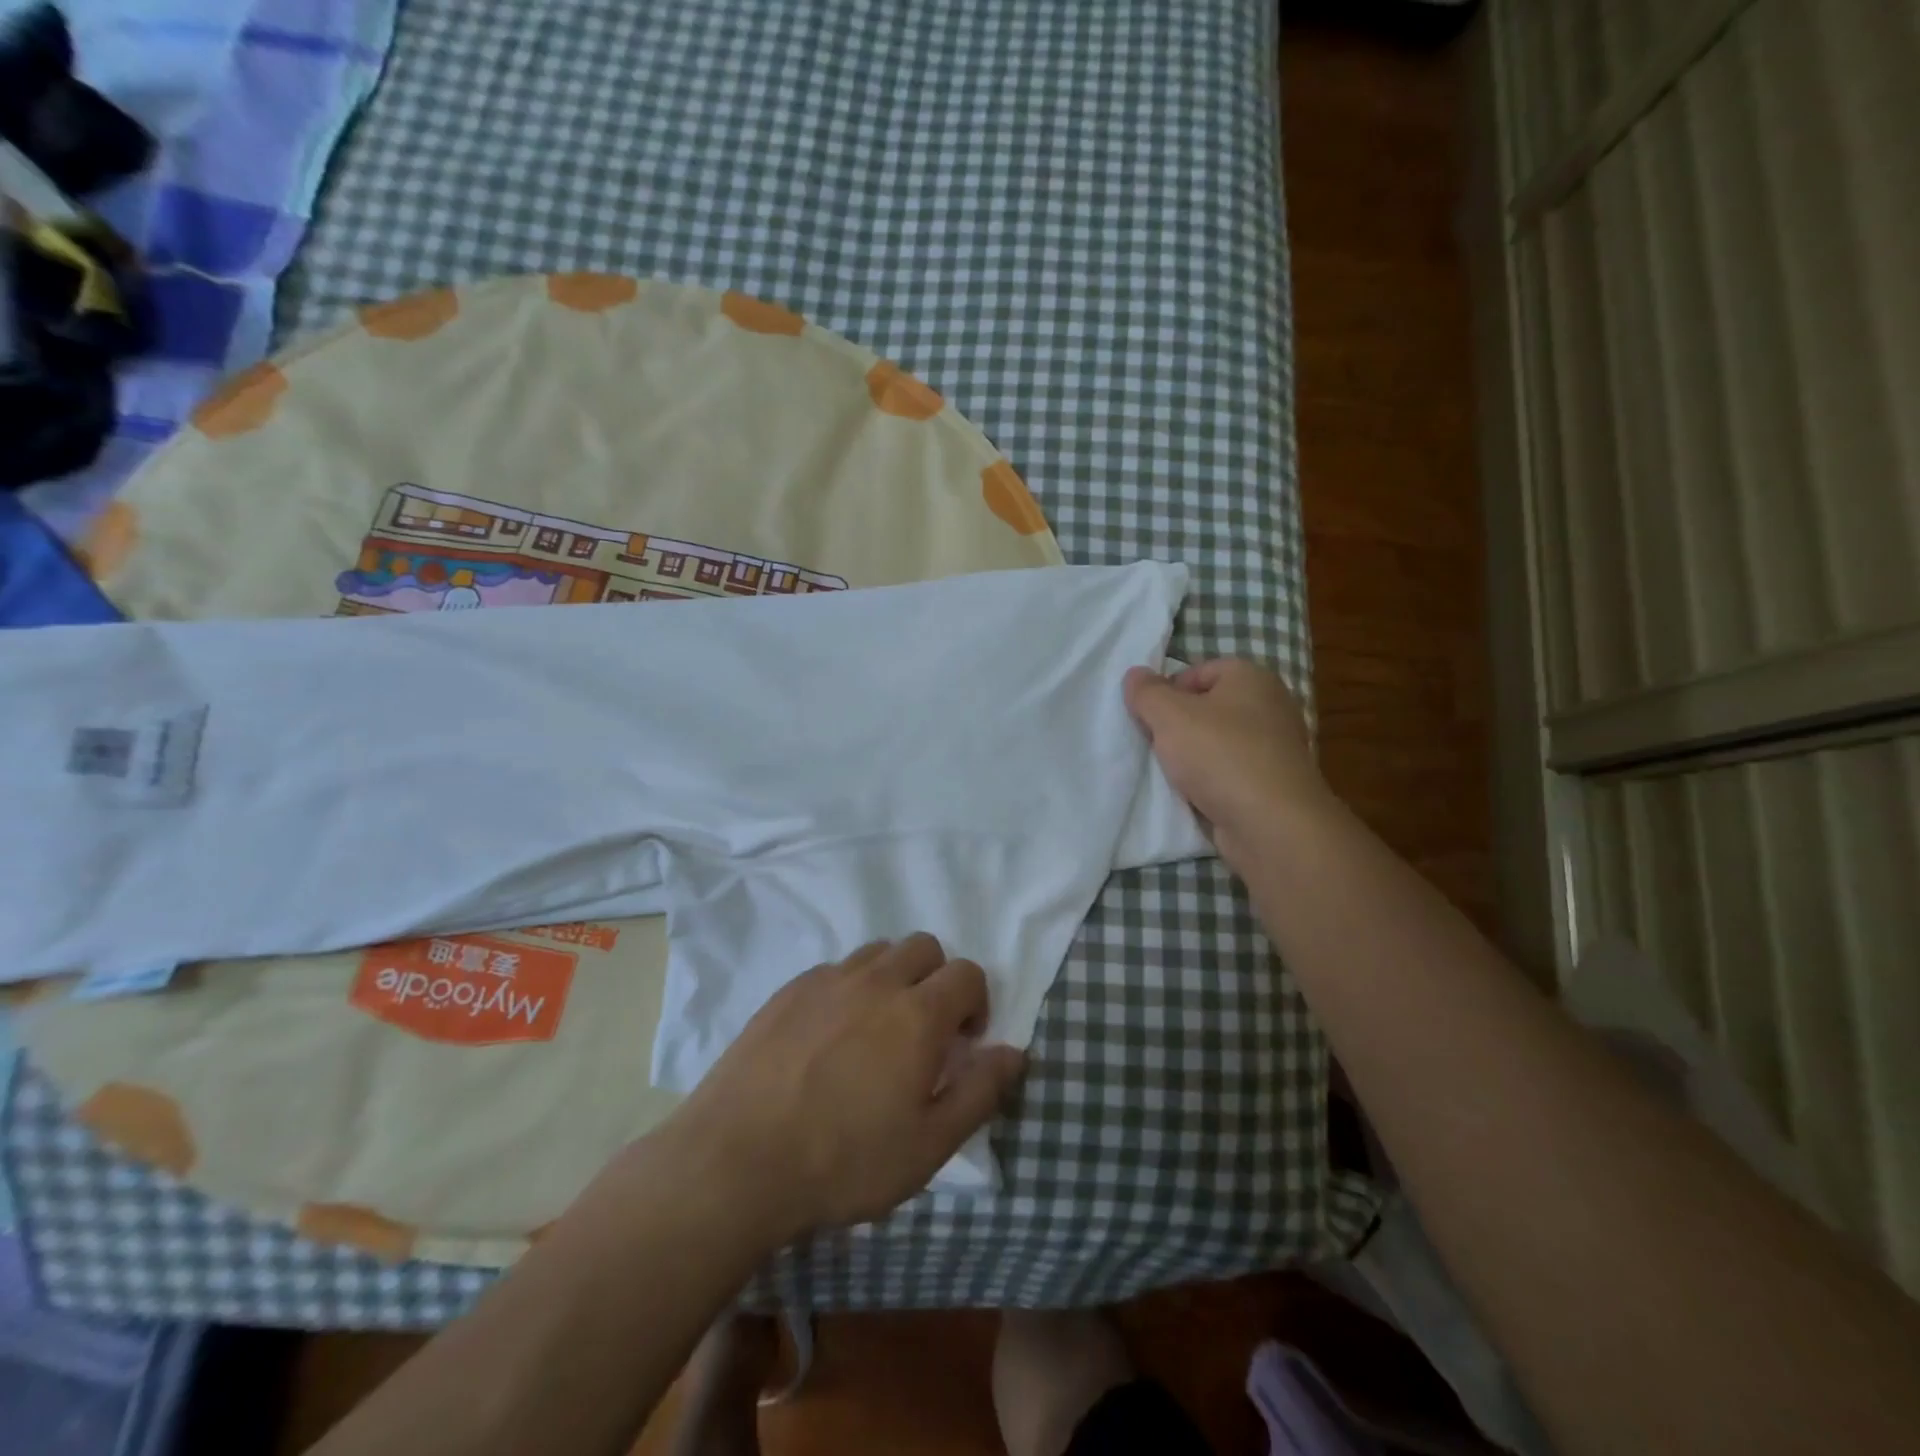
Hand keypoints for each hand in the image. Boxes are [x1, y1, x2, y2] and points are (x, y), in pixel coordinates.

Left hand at [665, 934, 1025, 1241]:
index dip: (976, 1003)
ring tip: (876, 1031)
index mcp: (918, 1014)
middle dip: (937, 980)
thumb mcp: (928, 1146)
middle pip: (924, 946)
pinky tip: (828, 1038)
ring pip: (878, 952)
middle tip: (923, 1033)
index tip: (963, 1044)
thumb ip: (980, 1092)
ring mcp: (827, 980)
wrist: (736, 1160)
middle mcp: (876, 981)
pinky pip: (834, 970)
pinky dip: (848, 989)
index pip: (968, 972)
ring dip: (893, 978)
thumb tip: (1014, 1051)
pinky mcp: (788, 990)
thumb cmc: (843, 1161)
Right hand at [1122, 659, 1329, 861]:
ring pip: (1217, 743)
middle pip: (1208, 708)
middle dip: (1178, 726)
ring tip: (1169, 773)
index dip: (1168, 690)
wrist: (1270, 824)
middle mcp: (1270, 707)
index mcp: (1252, 678)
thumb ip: (1147, 692)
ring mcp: (1275, 748)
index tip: (1148, 717)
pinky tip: (1192, 795)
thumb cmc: (1220, 755)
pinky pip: (1230, 774)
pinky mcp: (1272, 784)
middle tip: (1153, 745)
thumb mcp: (1169, 715)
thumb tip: (1136, 675)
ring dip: (1191, 757)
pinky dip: (1210, 782)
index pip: (1200, 671)